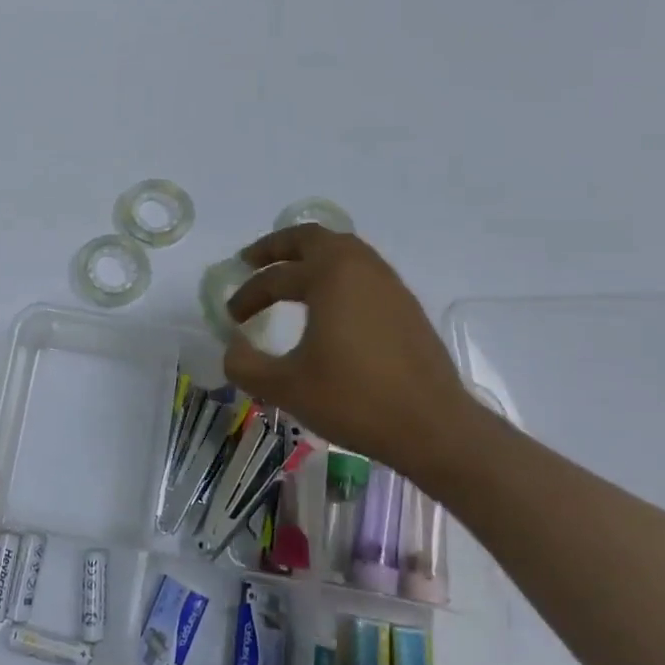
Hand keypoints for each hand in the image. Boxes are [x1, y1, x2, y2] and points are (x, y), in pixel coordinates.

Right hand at [223, 226, 479, 476]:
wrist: (433, 427)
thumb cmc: (355, 400)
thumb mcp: (286, 387)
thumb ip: (245, 365)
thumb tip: (232, 346)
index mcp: (329, 277)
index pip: (275, 277)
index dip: (247, 294)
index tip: (232, 317)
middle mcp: (360, 268)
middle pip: (312, 238)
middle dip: (277, 246)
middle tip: (251, 260)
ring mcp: (388, 284)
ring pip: (343, 249)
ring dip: (310, 256)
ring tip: (289, 275)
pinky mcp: (406, 305)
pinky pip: (363, 271)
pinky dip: (336, 273)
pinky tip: (330, 303)